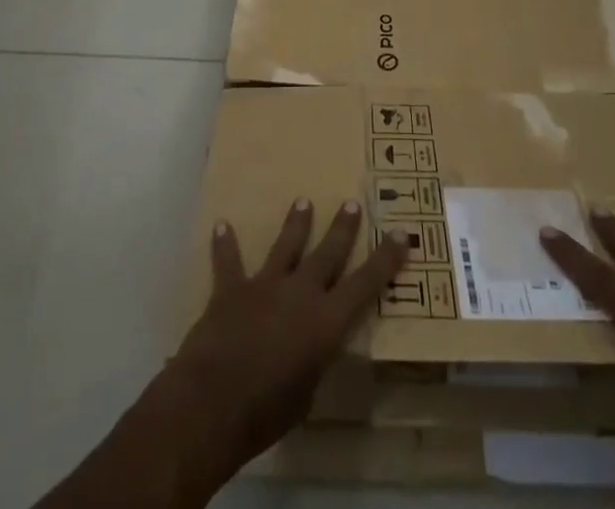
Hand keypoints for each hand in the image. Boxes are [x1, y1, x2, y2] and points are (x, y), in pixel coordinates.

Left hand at [151, 199, 408, 491]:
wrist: (212, 402)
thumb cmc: (267, 412)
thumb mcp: (306, 395)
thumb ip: (313, 363)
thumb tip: (312, 352)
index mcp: (326, 321)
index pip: (365, 284)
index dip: (385, 259)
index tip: (402, 233)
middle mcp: (300, 292)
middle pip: (328, 253)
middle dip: (342, 228)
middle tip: (352, 202)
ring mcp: (265, 285)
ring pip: (286, 246)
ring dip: (295, 224)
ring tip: (303, 201)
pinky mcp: (231, 289)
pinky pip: (228, 261)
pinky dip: (225, 244)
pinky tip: (221, 225)